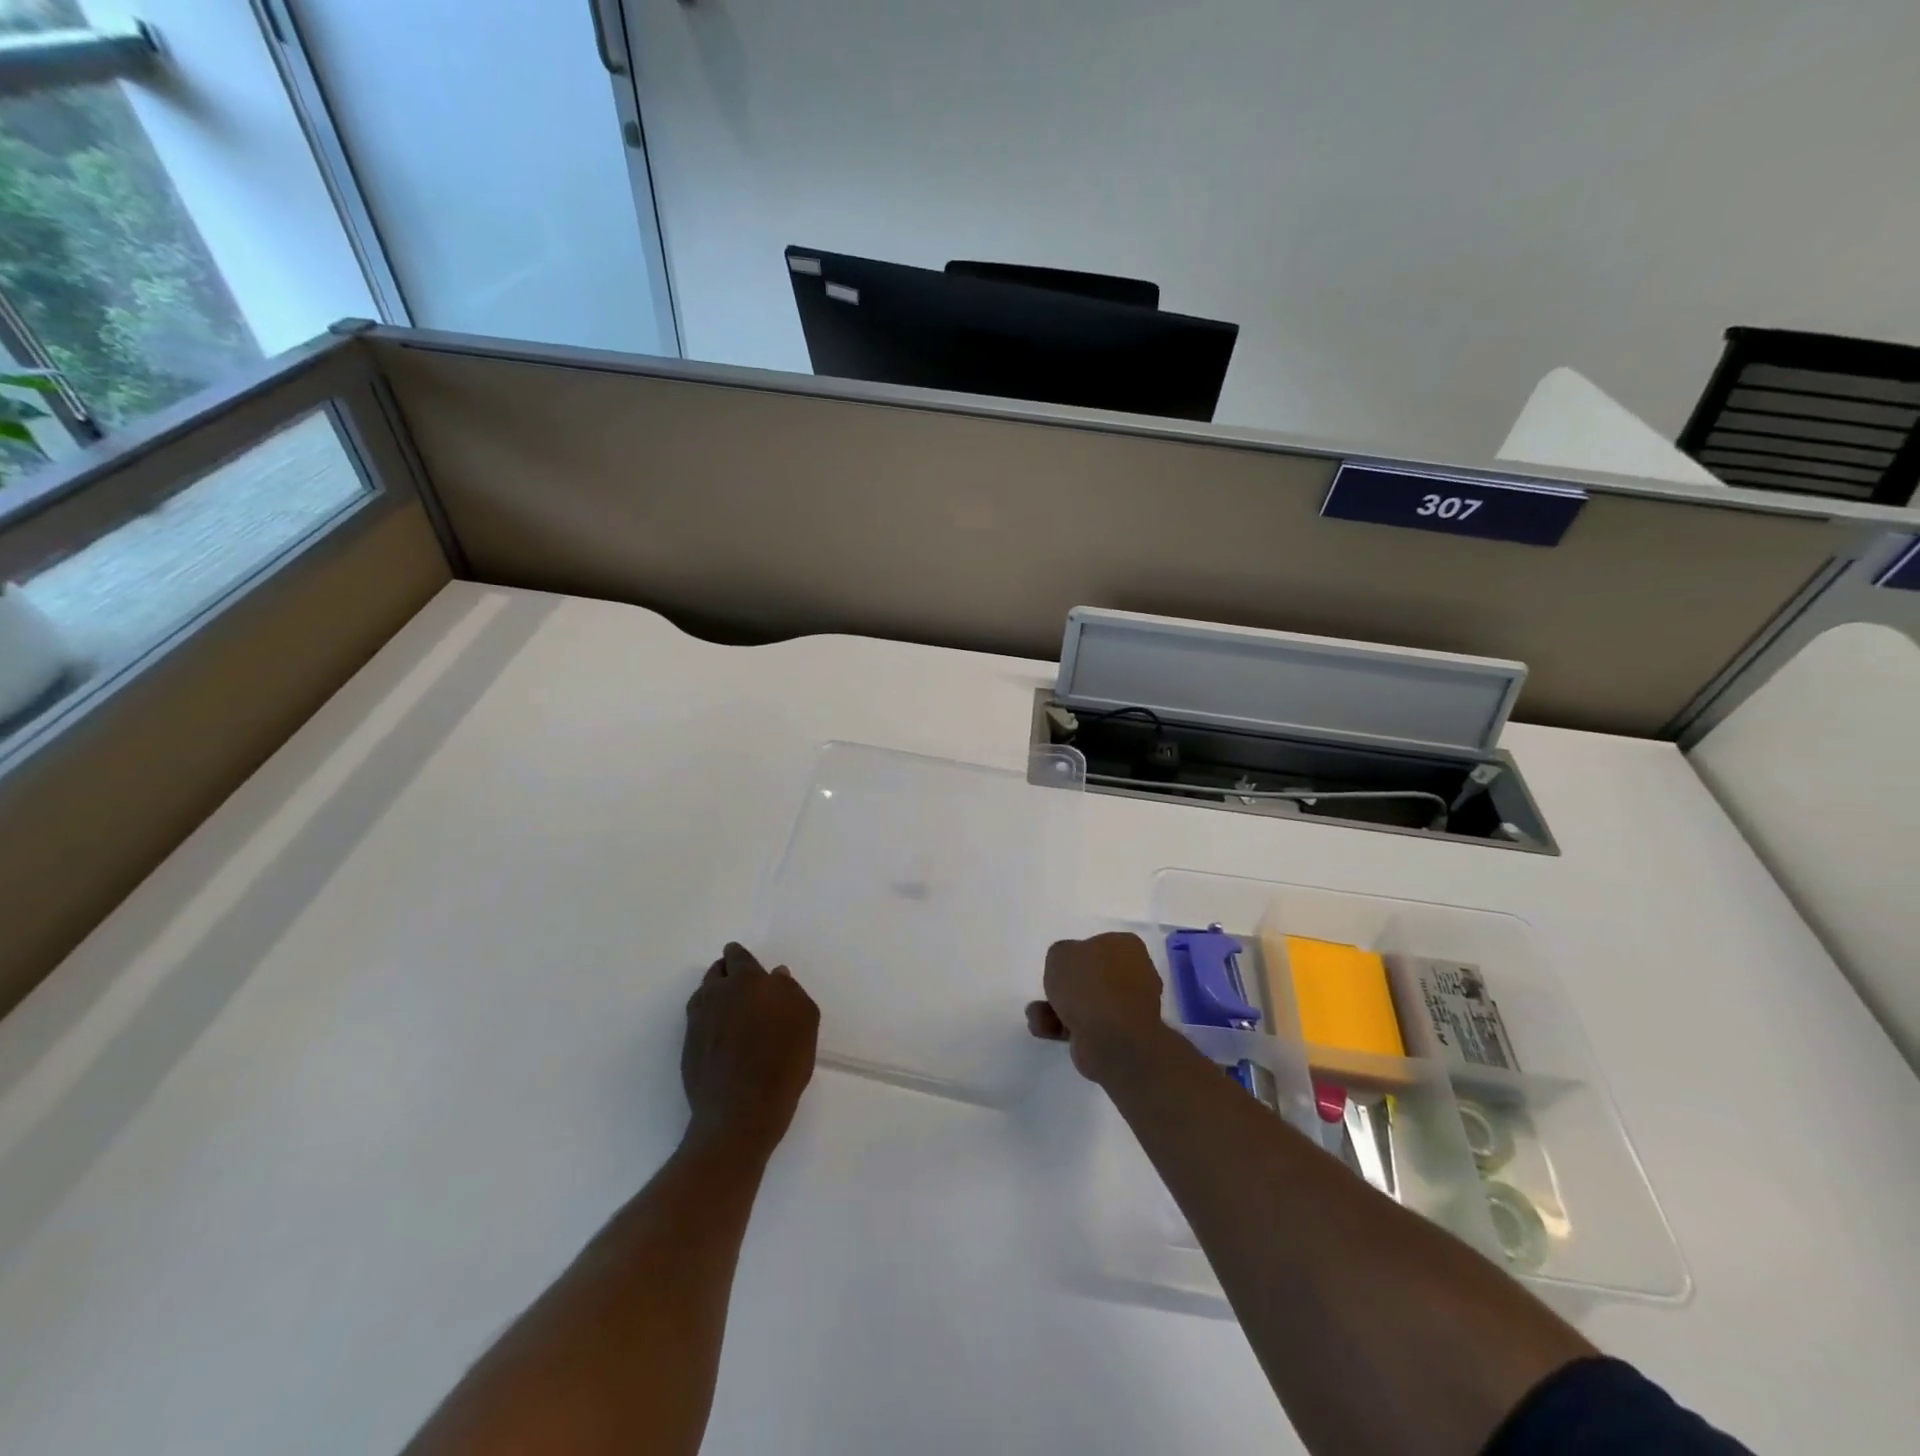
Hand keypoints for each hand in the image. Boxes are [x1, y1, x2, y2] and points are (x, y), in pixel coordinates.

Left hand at [682, 943, 819, 1154]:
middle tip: (741, 985)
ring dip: (715, 996)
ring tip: (731, 1010)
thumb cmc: (782, 1060)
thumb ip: (790, 990)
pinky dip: (708, 1020)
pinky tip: (721, 1035)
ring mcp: (697, 1022)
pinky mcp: (688, 1048)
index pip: (737, 956)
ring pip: (704, 995)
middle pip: (716, 972)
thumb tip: (776, 975)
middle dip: (727, 972)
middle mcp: (716, 994)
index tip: (746, 964)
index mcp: (745, 981)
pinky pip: (697, 1021)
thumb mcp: (805, 1019)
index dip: (741, 957)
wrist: (741, 1111)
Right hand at [1025, 931, 1169, 1083]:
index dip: (1076, 955)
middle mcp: (1136, 974)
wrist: (1112, 1039)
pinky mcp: (1122, 1036)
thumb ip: (1061, 954)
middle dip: (1064, 987)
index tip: (1060, 967)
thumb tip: (1068, 966)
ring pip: (1088, 1003)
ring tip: (1036, 1015)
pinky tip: (1042, 1029)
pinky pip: (1089, 1026)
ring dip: (1057, 1009)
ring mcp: (1131, 1008)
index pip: (1099, 945)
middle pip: (1092, 977)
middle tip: (1048, 991)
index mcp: (1128, 947)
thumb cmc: (1089, 985)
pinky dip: (1065, 1027)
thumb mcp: (1060, 954)